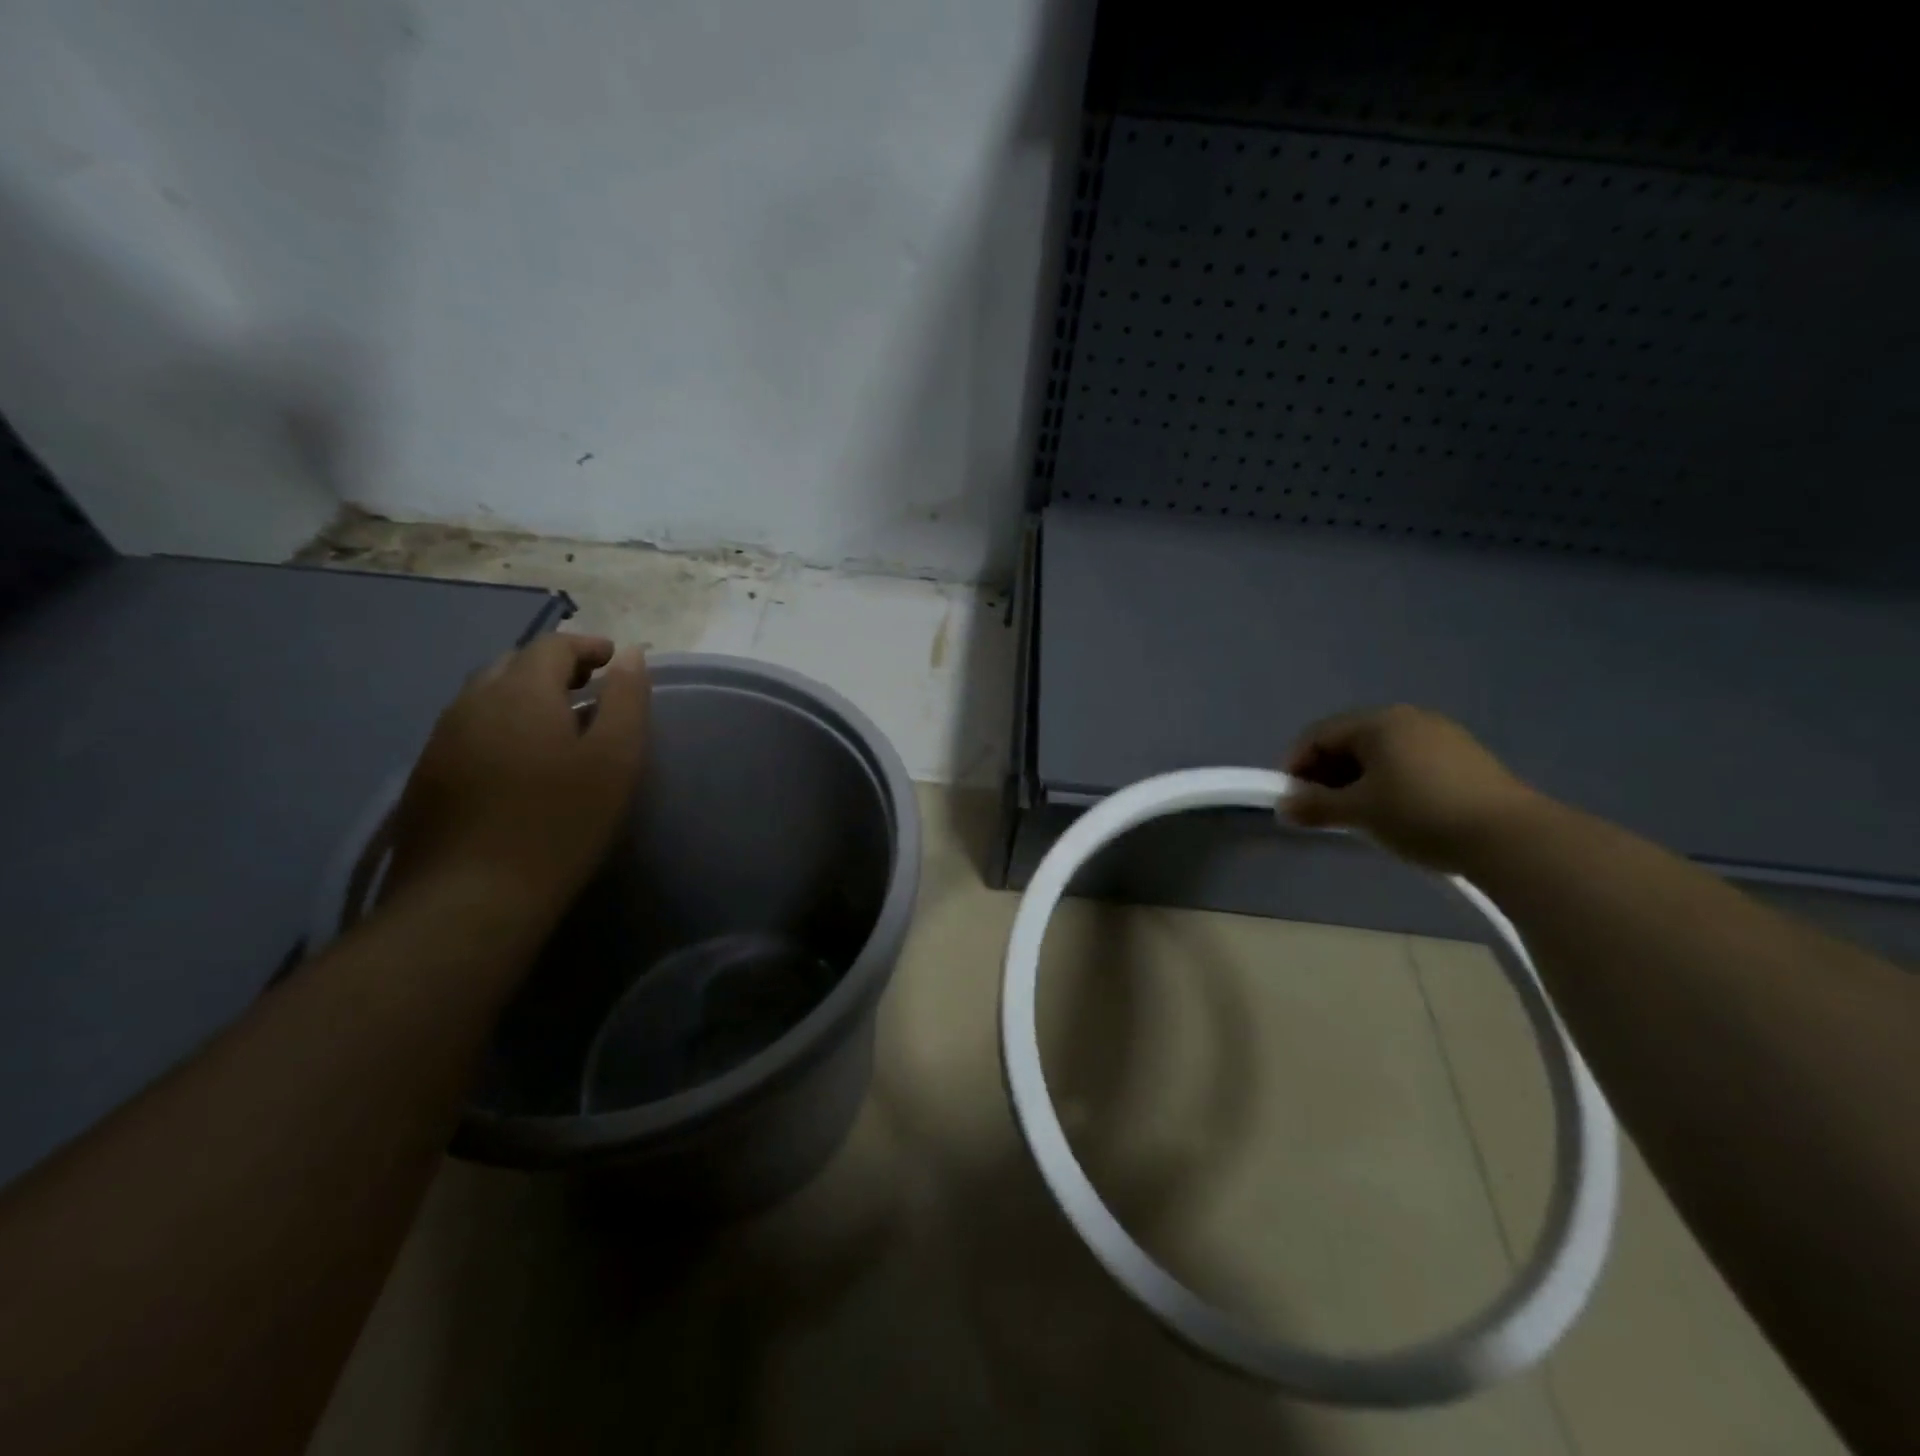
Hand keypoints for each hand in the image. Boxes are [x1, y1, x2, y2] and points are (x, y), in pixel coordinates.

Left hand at [387, 634, 648, 925]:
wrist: (470, 900)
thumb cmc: (560, 824)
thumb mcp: (616, 760)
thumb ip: (626, 700)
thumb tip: (630, 654)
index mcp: (521, 692)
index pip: (552, 645)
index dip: (587, 646)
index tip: (615, 661)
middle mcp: (472, 703)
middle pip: (514, 664)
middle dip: (554, 667)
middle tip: (589, 690)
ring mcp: (441, 740)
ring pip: (485, 697)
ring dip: (523, 696)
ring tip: (556, 724)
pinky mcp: (425, 776)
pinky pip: (468, 729)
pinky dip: (500, 726)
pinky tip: (517, 762)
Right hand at [1280, 705, 1541, 871]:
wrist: (1511, 838)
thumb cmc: (1420, 814)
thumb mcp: (1359, 812)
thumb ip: (1315, 807)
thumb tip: (1284, 807)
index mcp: (1377, 722)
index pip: (1317, 735)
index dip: (1295, 765)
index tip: (1290, 800)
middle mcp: (1407, 718)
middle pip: (1349, 741)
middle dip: (1326, 774)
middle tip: (1320, 810)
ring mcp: (1441, 735)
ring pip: (1380, 753)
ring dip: (1356, 780)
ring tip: (1357, 815)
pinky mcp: (1465, 757)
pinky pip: (1409, 761)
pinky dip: (1388, 782)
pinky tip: (1395, 811)